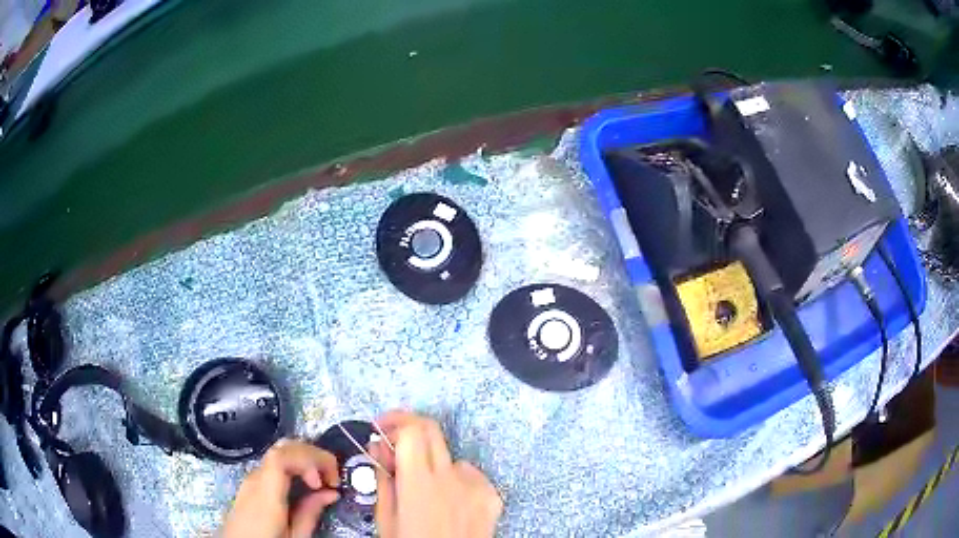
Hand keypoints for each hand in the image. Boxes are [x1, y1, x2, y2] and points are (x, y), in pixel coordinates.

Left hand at [221, 439, 341, 537]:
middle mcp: (255, 480)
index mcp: (265, 496)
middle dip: (313, 456)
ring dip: (305, 458)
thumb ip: (310, 514)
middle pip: (282, 448)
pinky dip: (296, 464)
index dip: (306, 460)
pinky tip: (306, 481)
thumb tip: (330, 493)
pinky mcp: (253, 482)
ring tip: (322, 479)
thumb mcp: (294, 537)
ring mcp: (251, 478)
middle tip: (332, 478)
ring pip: (279, 451)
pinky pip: (275, 463)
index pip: (280, 457)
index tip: (322, 482)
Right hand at [369, 411, 502, 537]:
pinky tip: (450, 504)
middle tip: (395, 447)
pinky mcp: (493, 495)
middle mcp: (452, 477)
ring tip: (426, 492)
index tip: (380, 428)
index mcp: (419, 483)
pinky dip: (457, 481)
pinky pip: (471, 476)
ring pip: (450, 458)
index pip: (411, 430)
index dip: (394, 421)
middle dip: (409, 431)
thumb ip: (383, 478)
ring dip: (433, 465)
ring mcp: (478, 485)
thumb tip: (379, 447)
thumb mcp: (386, 518)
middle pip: (432, 431)